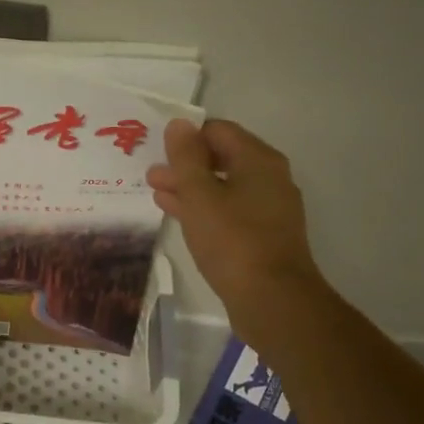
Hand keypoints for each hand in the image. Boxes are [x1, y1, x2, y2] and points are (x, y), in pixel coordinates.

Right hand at [146, 119, 323, 320]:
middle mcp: (269, 179)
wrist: (272, 300)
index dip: (187, 136)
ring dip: (190, 188)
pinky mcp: (262, 236)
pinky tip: (177, 215)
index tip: (158, 149)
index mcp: (259, 160)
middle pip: (222, 158)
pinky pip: (228, 211)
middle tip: (151, 173)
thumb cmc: (233, 240)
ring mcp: (268, 209)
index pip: (219, 131)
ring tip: (156, 192)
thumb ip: (186, 157)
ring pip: (223, 187)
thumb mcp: (200, 194)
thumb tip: (179, 123)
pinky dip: (203, 209)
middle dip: (185, 164)